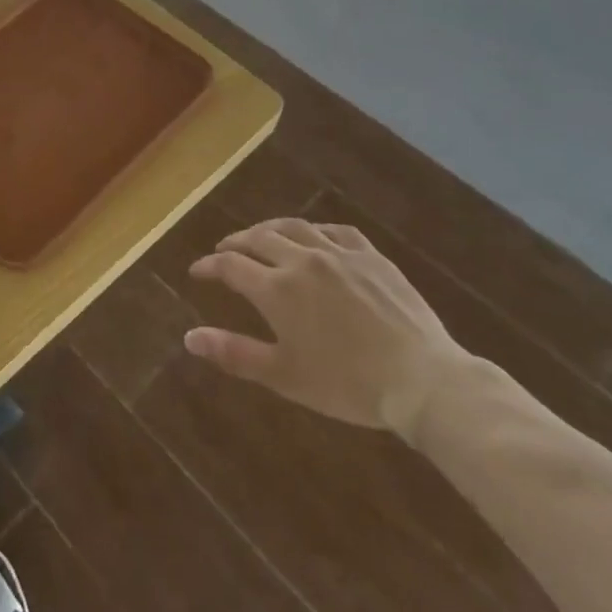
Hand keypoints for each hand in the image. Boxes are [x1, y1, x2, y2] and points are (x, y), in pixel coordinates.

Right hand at [185, 219, 471, 437]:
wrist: (422, 379)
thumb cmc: (347, 384)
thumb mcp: (284, 376)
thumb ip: (234, 353)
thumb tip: (189, 337)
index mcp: (277, 289)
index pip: (231, 266)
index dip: (210, 265)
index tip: (198, 270)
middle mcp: (302, 260)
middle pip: (258, 238)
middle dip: (236, 242)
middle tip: (225, 249)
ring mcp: (339, 254)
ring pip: (295, 227)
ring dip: (270, 228)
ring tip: (261, 235)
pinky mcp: (371, 256)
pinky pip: (336, 231)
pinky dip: (316, 231)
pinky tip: (315, 238)